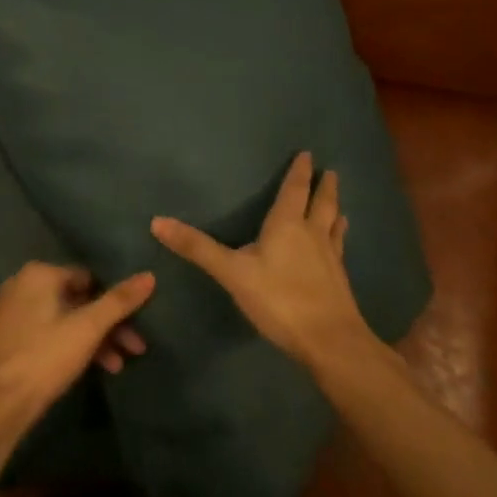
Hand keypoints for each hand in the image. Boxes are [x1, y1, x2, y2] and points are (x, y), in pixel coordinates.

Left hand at [0, 262, 154, 440]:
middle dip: (109, 325)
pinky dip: (74, 345)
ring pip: (67, 318)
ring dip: (95, 339)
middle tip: (136, 348)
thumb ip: (119, 301)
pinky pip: (52, 332)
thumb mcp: (88, 328)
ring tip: (120, 365)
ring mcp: (16, 311)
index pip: (89, 277)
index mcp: (40, 273)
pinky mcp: (13, 336)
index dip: (116, 301)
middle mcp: (25, 284)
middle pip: (79, 299)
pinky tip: (96, 368)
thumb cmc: (44, 357)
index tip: (138, 324)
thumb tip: (149, 275)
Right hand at [150, 152, 371, 369]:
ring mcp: (330, 258)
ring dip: (335, 211)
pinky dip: (339, 239)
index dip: (299, 172)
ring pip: (334, 225)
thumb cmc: (279, 299)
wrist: (330, 342)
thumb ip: (197, 248)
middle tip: (330, 171)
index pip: (294, 190)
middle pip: (321, 204)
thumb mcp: (232, 272)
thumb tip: (157, 221)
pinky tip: (339, 246)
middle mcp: (312, 235)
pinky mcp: (339, 282)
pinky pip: (339, 249)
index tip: (307, 154)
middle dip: (324, 187)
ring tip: (339, 204)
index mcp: (287, 225)